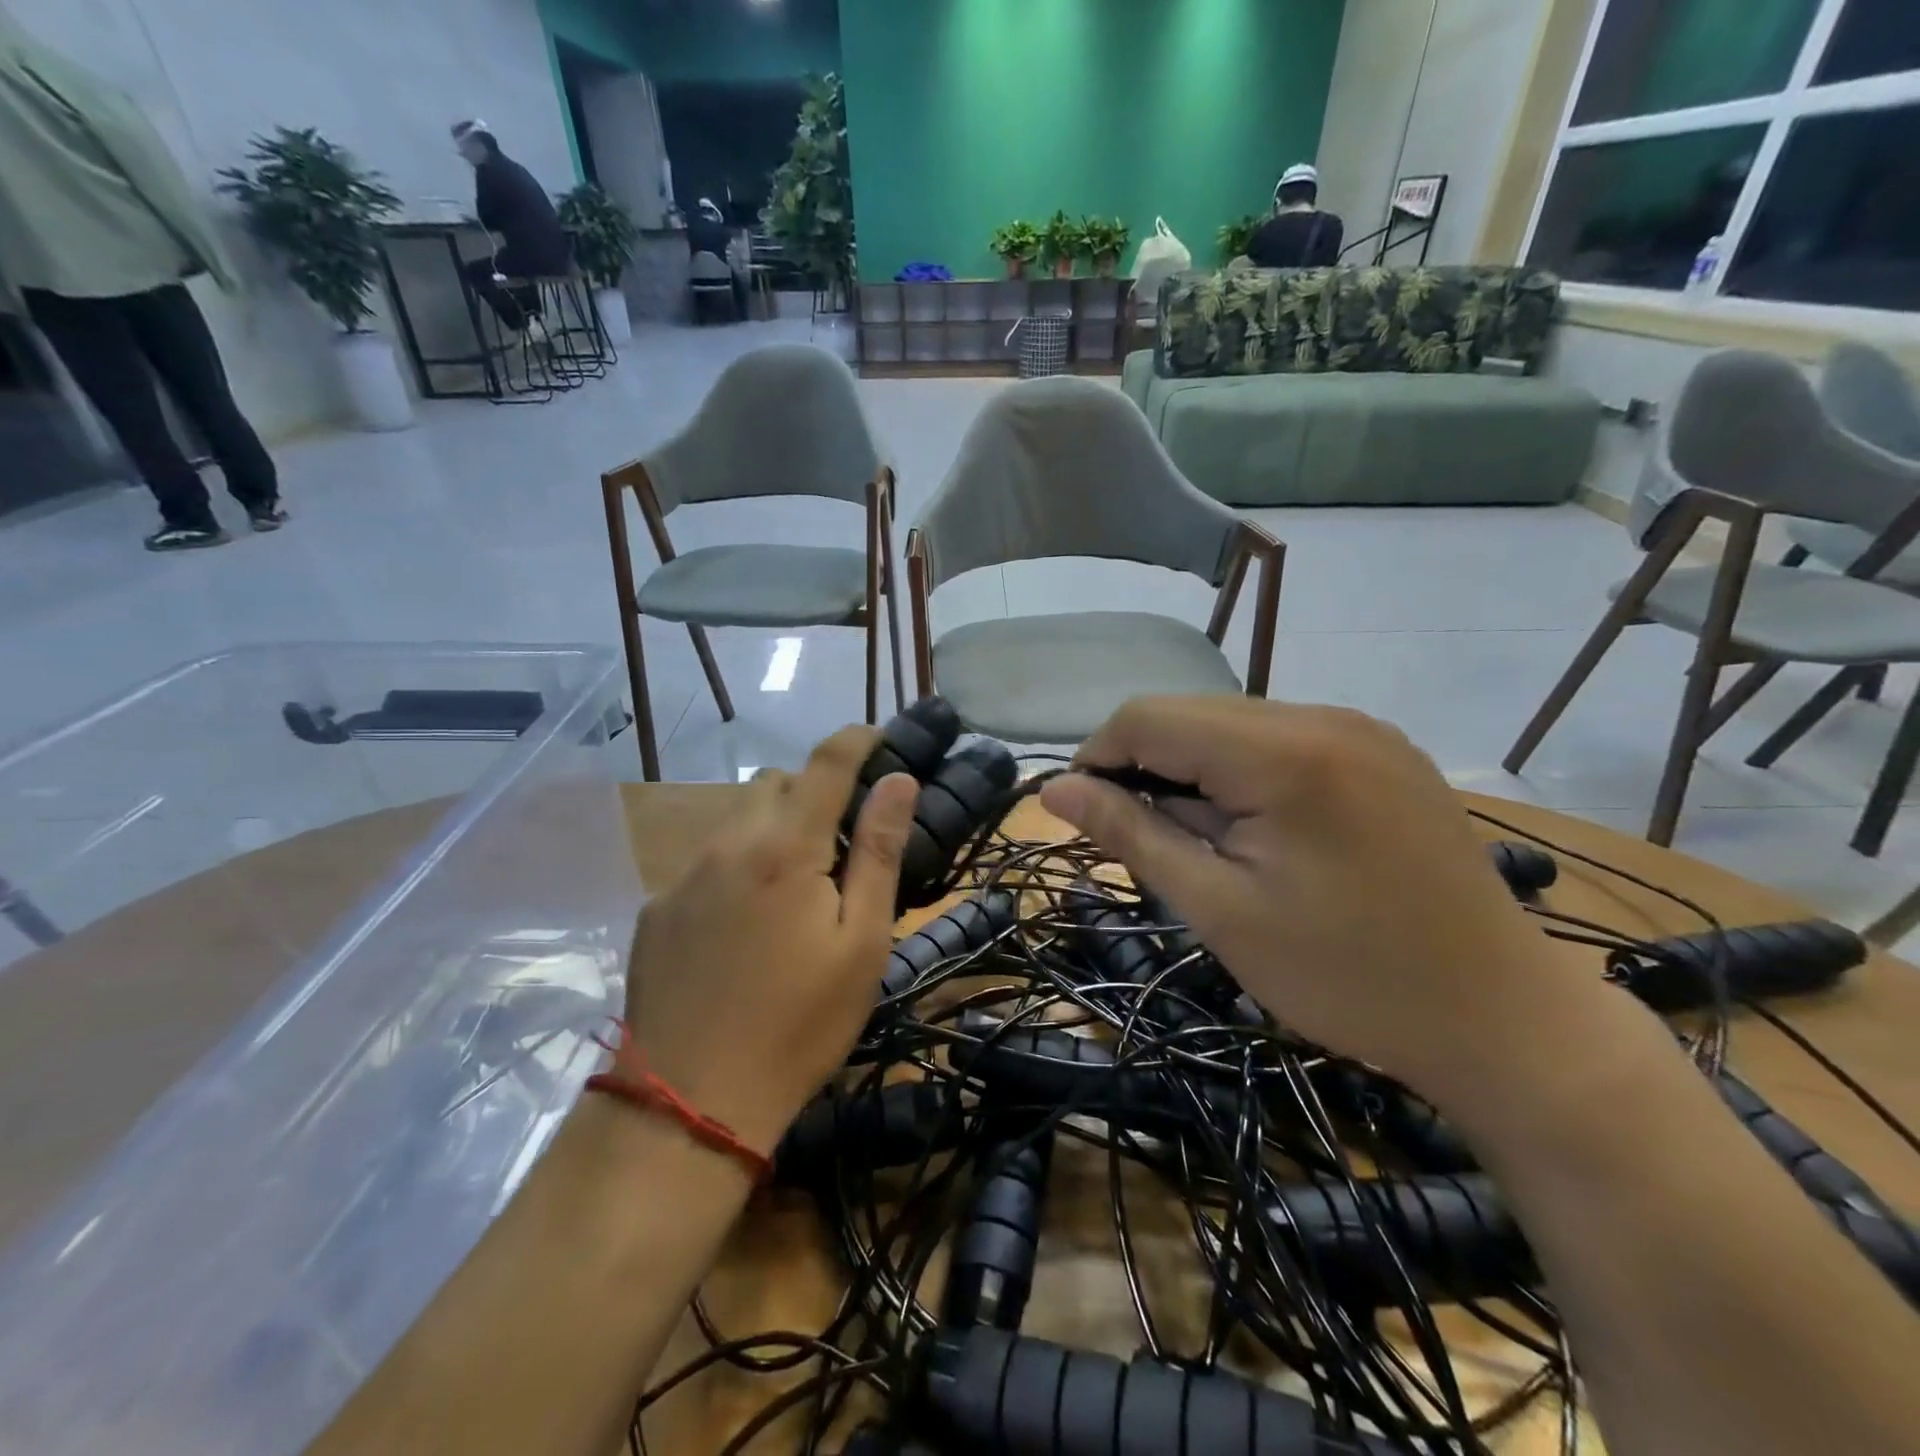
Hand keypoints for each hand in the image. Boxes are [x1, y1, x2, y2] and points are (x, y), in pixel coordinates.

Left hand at [622, 728, 917, 1154]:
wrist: (688, 1105)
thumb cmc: (798, 1025)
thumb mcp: (861, 943)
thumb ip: (878, 852)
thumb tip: (899, 782)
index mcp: (784, 847)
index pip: (826, 763)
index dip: (858, 740)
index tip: (881, 739)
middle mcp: (727, 844)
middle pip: (776, 784)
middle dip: (813, 793)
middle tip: (842, 841)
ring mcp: (682, 876)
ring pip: (736, 820)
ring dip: (772, 829)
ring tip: (794, 886)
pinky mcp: (654, 910)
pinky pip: (705, 862)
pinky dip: (735, 867)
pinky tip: (744, 925)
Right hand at [1039, 698, 1604, 1104]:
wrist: (1503, 1019)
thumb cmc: (1345, 977)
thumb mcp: (1218, 910)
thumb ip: (1131, 834)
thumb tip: (1053, 790)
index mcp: (1282, 753)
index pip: (1148, 717)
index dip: (1098, 758)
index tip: (1085, 818)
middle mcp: (1323, 715)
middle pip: (1190, 714)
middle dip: (1145, 767)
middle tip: (1144, 842)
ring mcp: (1361, 728)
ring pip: (1232, 724)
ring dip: (1192, 771)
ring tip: (1204, 845)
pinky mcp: (1382, 749)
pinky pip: (1279, 739)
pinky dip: (1241, 773)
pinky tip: (1256, 830)